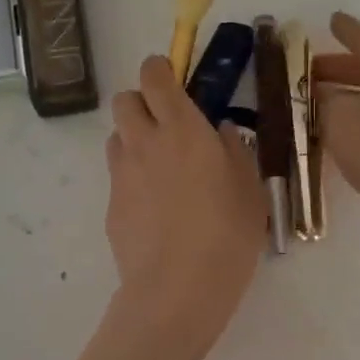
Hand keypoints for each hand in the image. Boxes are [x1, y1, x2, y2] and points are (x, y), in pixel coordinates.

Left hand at [59, 55, 265, 359]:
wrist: (178, 290)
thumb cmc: (227, 235)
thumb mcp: (249, 189)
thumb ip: (235, 150)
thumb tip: (221, 130)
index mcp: (182, 129)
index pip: (155, 76)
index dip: (159, 69)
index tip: (172, 78)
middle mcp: (145, 142)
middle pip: (124, 99)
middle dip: (141, 102)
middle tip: (167, 126)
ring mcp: (122, 174)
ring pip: (116, 136)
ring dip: (133, 139)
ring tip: (160, 168)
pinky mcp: (110, 205)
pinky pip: (117, 175)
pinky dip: (132, 177)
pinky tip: (154, 208)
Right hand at [316, 12, 359, 266]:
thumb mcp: (340, 117)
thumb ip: (322, 100)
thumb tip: (319, 95)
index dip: (345, 29)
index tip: (331, 19)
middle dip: (335, 70)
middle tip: (304, 74)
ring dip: (342, 100)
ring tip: (310, 106)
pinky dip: (353, 125)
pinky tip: (333, 137)